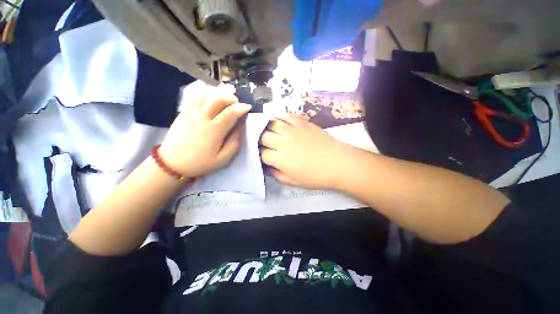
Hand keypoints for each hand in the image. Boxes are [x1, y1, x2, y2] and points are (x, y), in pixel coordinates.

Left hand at [159, 81, 251, 177]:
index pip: (230, 113)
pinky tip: (209, 88)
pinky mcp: (183, 111)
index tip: (248, 107)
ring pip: (205, 94)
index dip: (241, 108)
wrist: (173, 163)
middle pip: (217, 99)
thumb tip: (241, 128)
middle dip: (230, 96)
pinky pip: (193, 95)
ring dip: (218, 90)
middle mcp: (202, 118)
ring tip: (226, 91)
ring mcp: (191, 113)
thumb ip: (234, 143)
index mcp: (214, 131)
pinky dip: (202, 89)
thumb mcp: (223, 159)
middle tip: (237, 100)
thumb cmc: (201, 162)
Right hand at [260, 114, 353, 188]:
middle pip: (263, 137)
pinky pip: (286, 115)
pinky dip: (280, 118)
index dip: (261, 156)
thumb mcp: (293, 183)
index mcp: (280, 159)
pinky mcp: (302, 122)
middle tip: (266, 144)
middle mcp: (283, 142)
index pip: (261, 154)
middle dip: (261, 141)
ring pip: (271, 124)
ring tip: (270, 132)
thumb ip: (276, 175)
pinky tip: (280, 122)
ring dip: (267, 128)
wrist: (338, 163)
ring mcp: (292, 130)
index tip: (264, 156)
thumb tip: (267, 167)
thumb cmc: (316, 176)